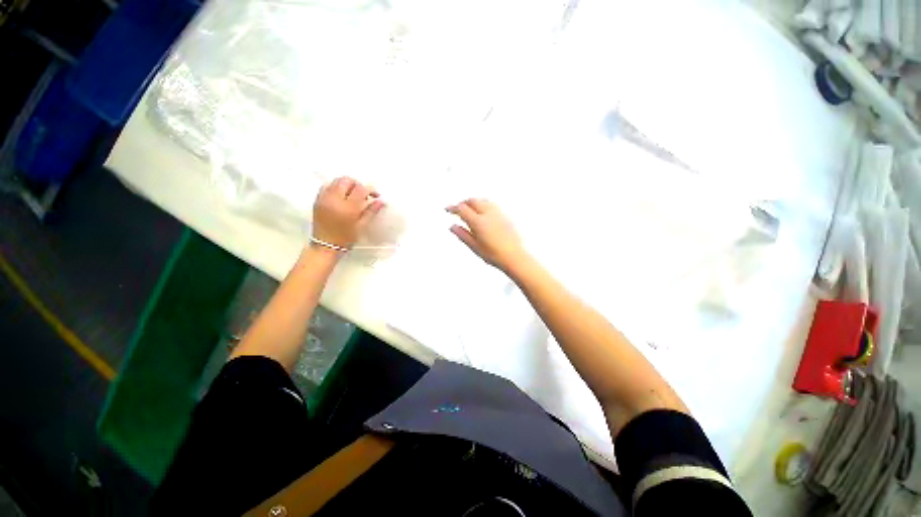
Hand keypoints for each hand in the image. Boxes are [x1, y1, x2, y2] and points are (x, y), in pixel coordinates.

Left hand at [312, 177, 384, 248]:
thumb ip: (371, 211)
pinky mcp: (317, 200)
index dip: (370, 189)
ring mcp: (324, 198)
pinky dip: (335, 187)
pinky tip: (340, 196)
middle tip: (363, 194)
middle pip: (346, 180)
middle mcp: (334, 200)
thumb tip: (381, 201)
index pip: (360, 189)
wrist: (325, 246)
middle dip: (357, 184)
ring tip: (352, 195)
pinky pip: (327, 186)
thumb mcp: (361, 226)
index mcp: (347, 208)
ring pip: (336, 181)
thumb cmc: (346, 238)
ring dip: (346, 185)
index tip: (375, 195)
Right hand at [446, 199, 526, 271]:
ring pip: (483, 200)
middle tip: (457, 209)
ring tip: (469, 208)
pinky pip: (492, 204)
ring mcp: (498, 214)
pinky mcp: (505, 216)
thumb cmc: (496, 255)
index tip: (448, 209)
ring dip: (474, 202)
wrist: (515, 257)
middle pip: (472, 201)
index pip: (462, 209)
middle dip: (463, 203)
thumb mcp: (475, 247)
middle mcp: (488, 214)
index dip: (453, 208)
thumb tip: (453, 227)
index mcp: (479, 222)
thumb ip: (463, 235)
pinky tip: (483, 211)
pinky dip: (483, 204)